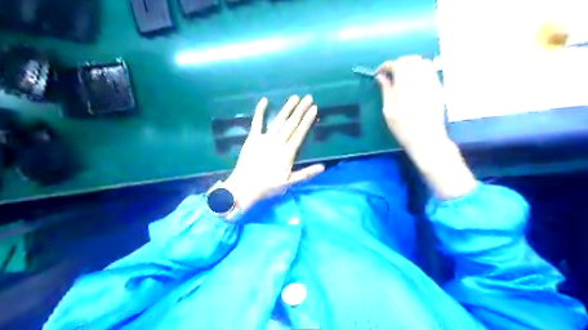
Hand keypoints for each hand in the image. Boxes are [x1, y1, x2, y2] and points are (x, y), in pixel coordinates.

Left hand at [226, 95, 325, 212]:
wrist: (245, 186)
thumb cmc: (268, 186)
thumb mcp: (289, 182)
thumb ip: (306, 173)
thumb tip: (323, 167)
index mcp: (287, 152)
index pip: (300, 133)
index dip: (307, 120)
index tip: (314, 109)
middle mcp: (278, 142)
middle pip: (291, 124)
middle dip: (300, 110)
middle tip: (308, 98)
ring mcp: (264, 139)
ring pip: (278, 121)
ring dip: (287, 108)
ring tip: (294, 97)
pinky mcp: (252, 138)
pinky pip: (256, 122)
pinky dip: (260, 111)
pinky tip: (264, 100)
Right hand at [374, 55, 447, 148]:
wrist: (427, 139)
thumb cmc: (403, 128)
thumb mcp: (388, 111)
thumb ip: (386, 90)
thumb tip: (381, 77)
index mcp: (405, 85)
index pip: (397, 64)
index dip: (386, 66)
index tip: (380, 73)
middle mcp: (420, 79)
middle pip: (411, 59)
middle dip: (399, 62)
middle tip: (391, 74)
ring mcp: (432, 83)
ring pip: (423, 62)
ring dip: (411, 65)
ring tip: (403, 76)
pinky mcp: (439, 88)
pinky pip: (431, 71)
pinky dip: (421, 70)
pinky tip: (415, 82)